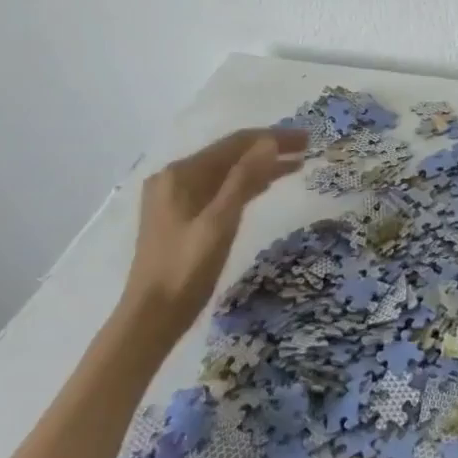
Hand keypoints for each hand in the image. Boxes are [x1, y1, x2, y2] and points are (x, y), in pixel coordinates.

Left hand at [121, 126, 306, 342]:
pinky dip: (246, 185)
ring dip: (260, 167)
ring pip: (226, 173)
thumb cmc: (185, 269)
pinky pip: (220, 190)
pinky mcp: (182, 218)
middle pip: (229, 155)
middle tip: (307, 148)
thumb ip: (244, 179)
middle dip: (268, 149)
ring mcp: (176, 198)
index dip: (272, 137)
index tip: (306, 138)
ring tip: (297, 164)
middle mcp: (175, 178)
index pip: (234, 143)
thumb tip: (269, 141)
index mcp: (180, 174)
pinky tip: (267, 185)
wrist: (151, 319)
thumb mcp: (220, 222)